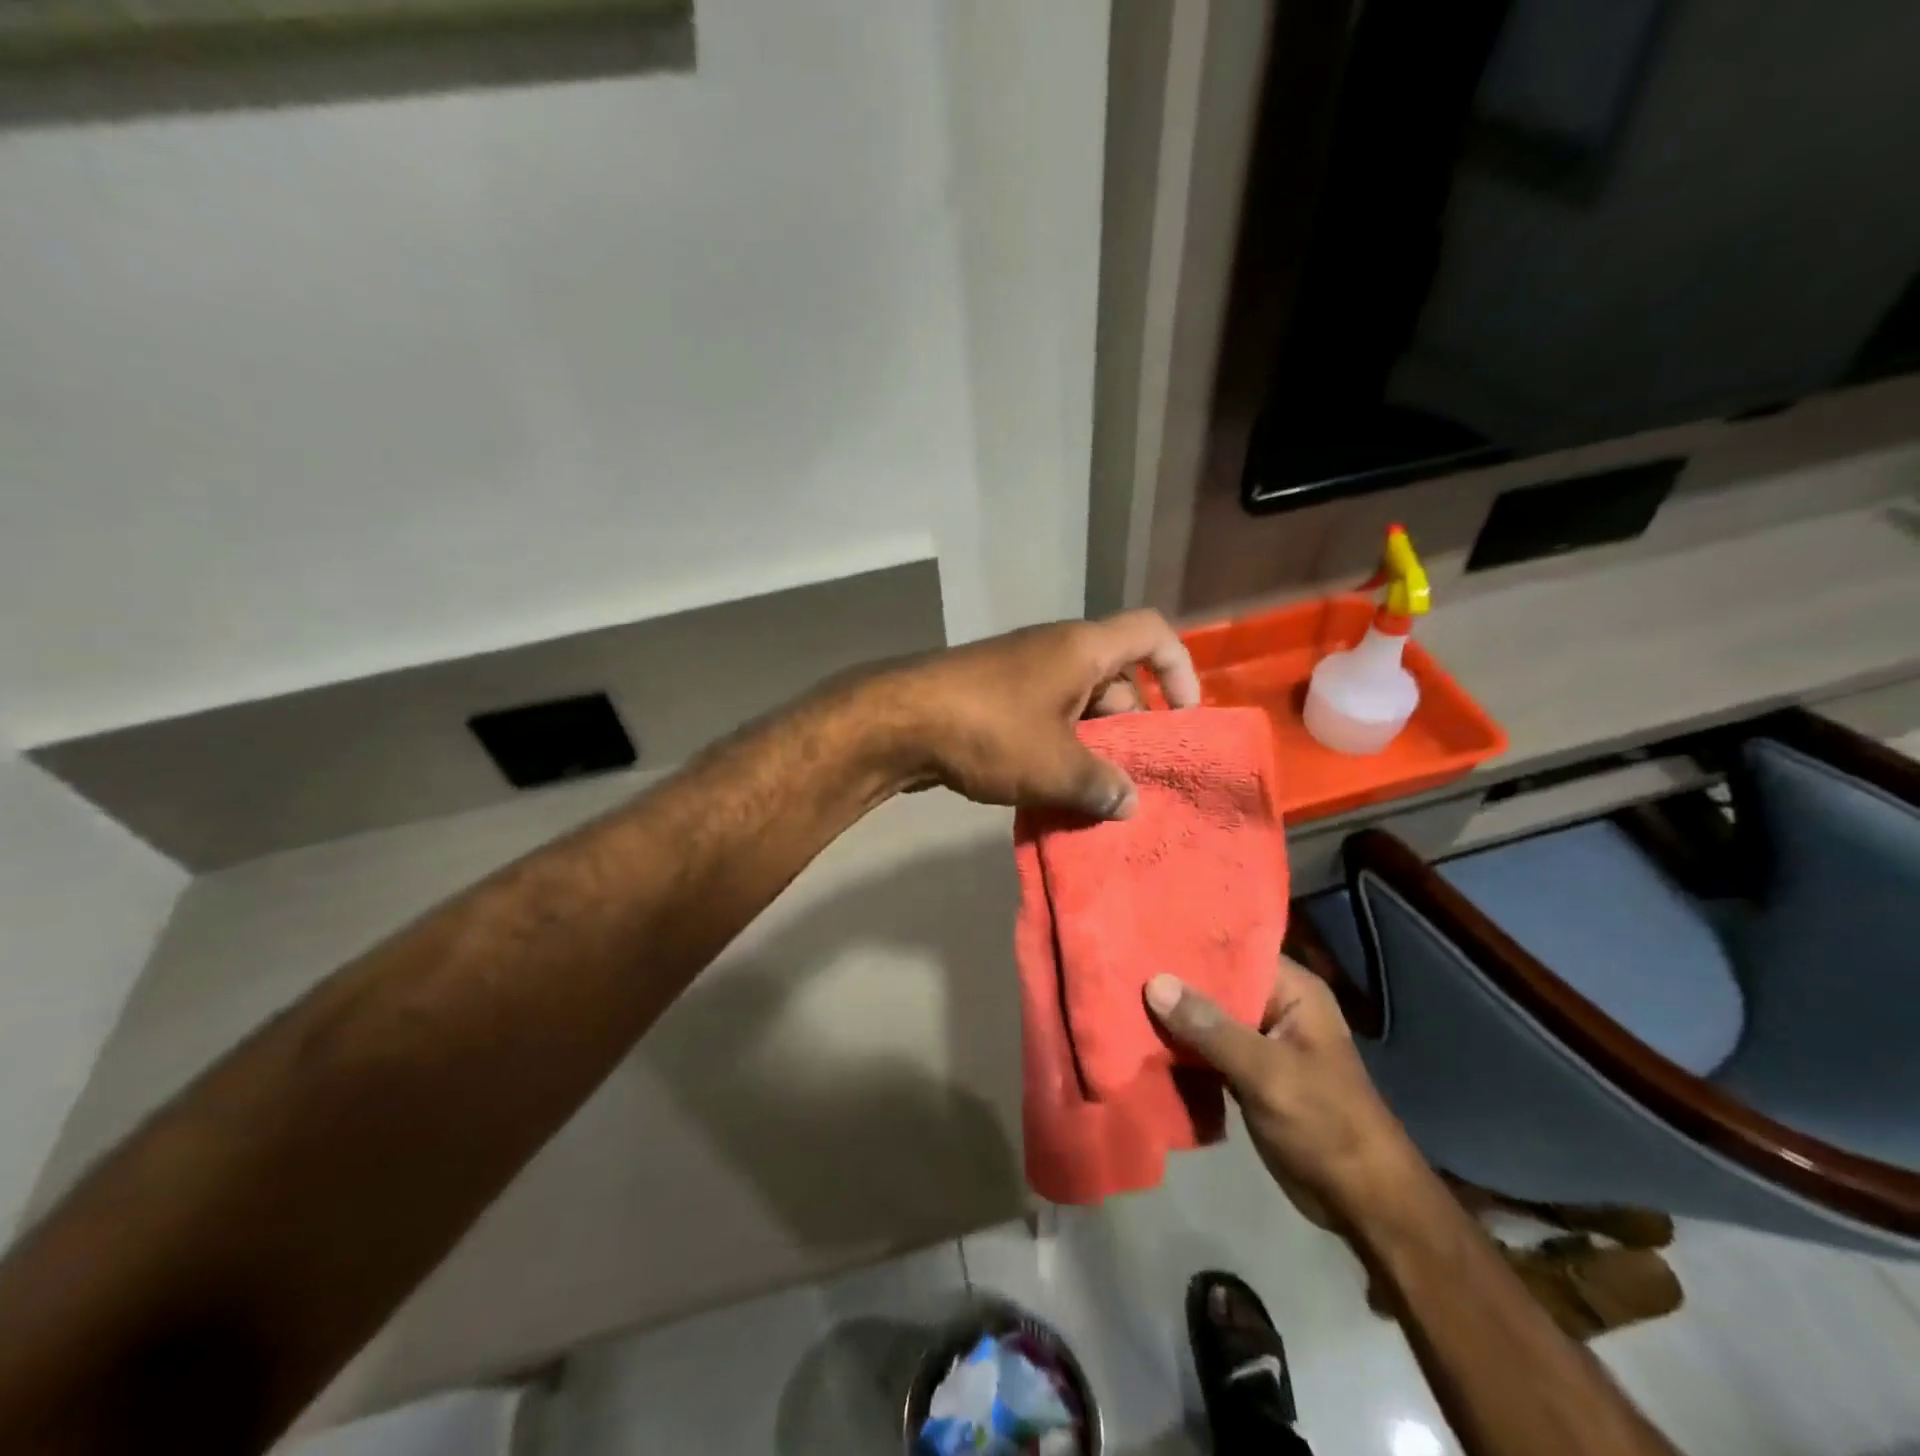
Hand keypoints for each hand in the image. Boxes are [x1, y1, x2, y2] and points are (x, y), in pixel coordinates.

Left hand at [879, 610, 1201, 818]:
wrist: (897, 722)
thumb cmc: (990, 731)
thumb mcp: (1056, 766)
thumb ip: (1101, 786)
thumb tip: (1128, 803)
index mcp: (1083, 648)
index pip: (1152, 632)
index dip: (1180, 668)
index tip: (1185, 717)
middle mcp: (1055, 651)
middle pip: (1116, 678)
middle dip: (1132, 727)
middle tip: (1136, 777)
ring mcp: (1020, 674)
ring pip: (1077, 706)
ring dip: (1092, 746)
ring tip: (1098, 796)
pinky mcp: (993, 699)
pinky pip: (1043, 719)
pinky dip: (1057, 749)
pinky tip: (1055, 792)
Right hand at [1145, 958, 1422, 1227]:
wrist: (1363, 1203)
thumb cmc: (1326, 1124)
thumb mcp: (1267, 1072)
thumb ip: (1210, 1028)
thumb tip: (1155, 983)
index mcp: (1292, 991)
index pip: (1236, 950)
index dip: (1192, 941)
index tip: (1144, 930)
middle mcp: (1275, 1008)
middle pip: (1216, 983)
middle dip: (1174, 980)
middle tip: (1121, 962)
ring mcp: (1260, 1042)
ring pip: (1207, 1018)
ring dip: (1172, 1016)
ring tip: (1119, 993)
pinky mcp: (1247, 1073)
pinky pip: (1205, 1049)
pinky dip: (1180, 1047)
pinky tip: (1139, 1036)